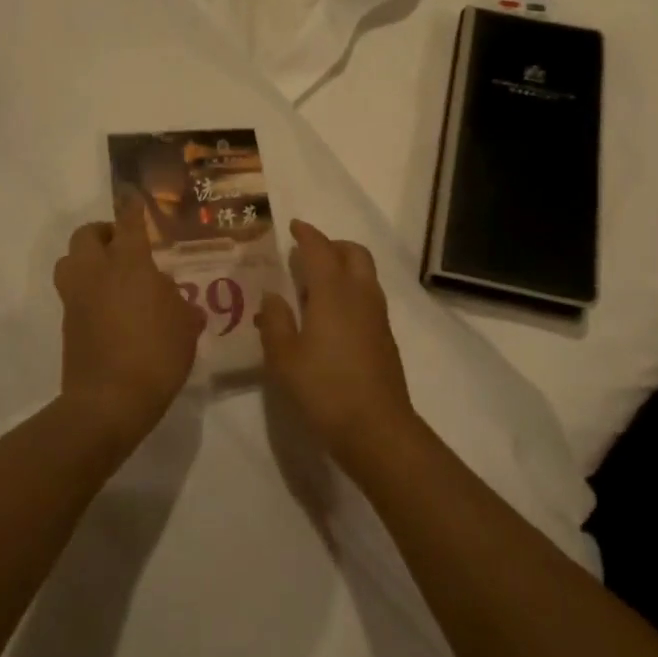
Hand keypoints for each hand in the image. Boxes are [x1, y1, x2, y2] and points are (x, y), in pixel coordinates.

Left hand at [54, 196, 205, 452]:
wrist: (109, 401)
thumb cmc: (156, 354)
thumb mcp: (185, 325)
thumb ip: (180, 304)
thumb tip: (172, 298)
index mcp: (129, 263)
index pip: (129, 223)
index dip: (132, 208)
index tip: (134, 200)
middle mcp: (97, 272)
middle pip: (86, 235)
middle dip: (103, 233)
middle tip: (124, 245)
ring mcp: (76, 297)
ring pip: (70, 261)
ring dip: (86, 259)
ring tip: (111, 274)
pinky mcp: (67, 323)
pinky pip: (72, 292)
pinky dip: (86, 290)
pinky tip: (109, 307)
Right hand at [255, 220, 419, 474]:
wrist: (377, 428)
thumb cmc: (324, 389)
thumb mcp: (284, 358)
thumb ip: (275, 321)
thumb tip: (273, 294)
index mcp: (333, 292)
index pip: (320, 249)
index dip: (307, 235)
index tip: (294, 227)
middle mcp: (360, 294)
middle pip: (353, 253)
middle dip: (332, 245)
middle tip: (308, 254)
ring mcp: (377, 315)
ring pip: (365, 273)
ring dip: (344, 266)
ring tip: (316, 284)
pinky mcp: (385, 336)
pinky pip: (368, 295)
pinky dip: (351, 289)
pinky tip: (332, 315)